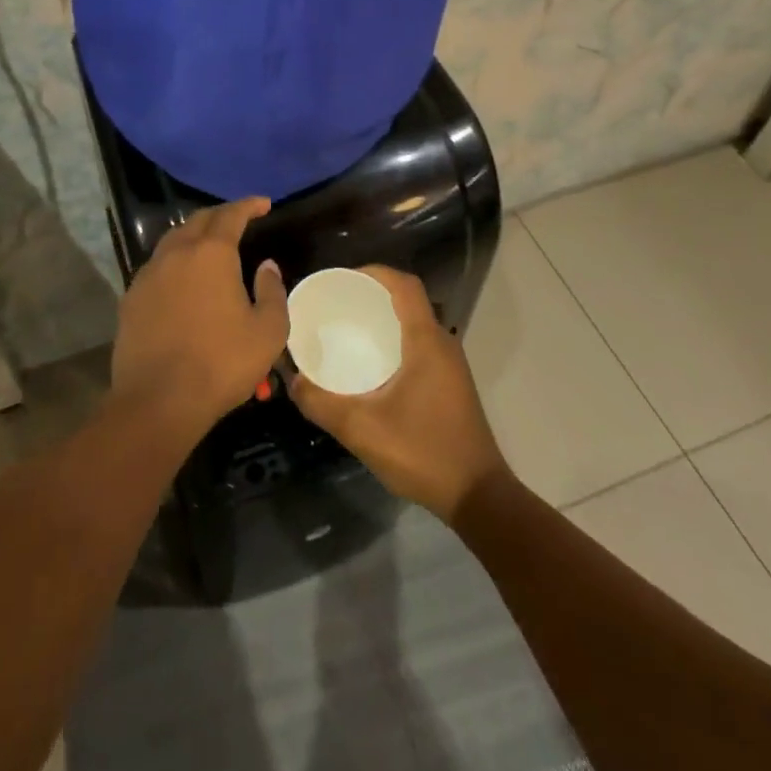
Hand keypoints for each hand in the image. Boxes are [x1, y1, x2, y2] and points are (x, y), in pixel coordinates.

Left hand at [109, 197, 288, 439]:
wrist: (158, 401)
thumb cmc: (221, 363)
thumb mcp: (267, 332)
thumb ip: (272, 291)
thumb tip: (267, 266)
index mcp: (212, 254)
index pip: (231, 215)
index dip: (249, 205)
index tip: (263, 204)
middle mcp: (177, 253)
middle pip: (198, 220)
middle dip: (221, 215)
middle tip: (239, 220)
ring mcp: (149, 274)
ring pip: (173, 240)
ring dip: (194, 235)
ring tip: (210, 245)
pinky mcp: (131, 298)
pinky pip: (157, 266)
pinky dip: (175, 261)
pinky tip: (182, 279)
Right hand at [289, 266, 508, 522]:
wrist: (478, 497)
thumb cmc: (423, 453)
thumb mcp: (362, 430)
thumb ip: (322, 403)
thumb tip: (292, 380)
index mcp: (426, 341)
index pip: (404, 285)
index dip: (374, 272)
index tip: (342, 279)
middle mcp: (442, 344)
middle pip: (408, 301)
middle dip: (373, 295)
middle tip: (337, 305)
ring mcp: (450, 365)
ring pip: (415, 324)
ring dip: (385, 319)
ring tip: (348, 330)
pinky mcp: (451, 384)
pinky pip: (420, 345)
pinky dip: (395, 340)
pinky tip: (372, 365)